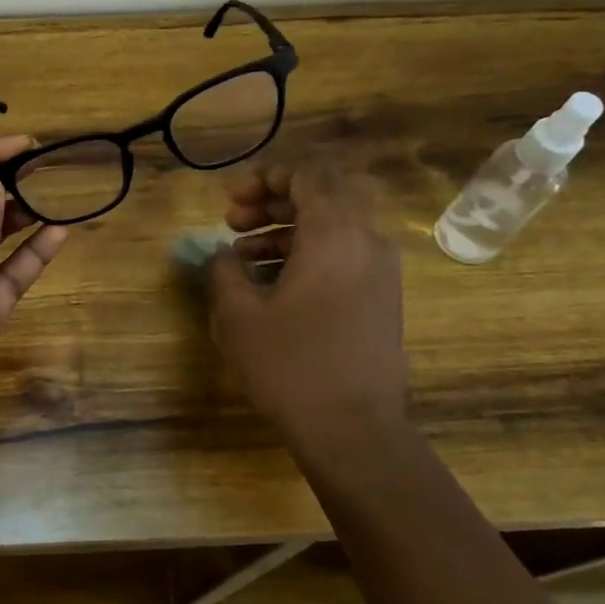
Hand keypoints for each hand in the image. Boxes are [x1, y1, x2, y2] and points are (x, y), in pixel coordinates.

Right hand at [206, 154, 408, 452]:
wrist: (354, 431)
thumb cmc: (290, 365)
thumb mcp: (237, 314)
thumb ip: (224, 269)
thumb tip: (224, 253)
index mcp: (335, 233)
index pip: (307, 172)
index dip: (264, 176)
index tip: (230, 200)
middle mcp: (367, 241)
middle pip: (321, 195)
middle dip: (271, 201)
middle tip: (231, 221)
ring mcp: (380, 272)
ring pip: (331, 227)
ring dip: (285, 230)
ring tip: (242, 256)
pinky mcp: (381, 299)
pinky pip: (342, 256)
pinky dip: (306, 255)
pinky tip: (271, 285)